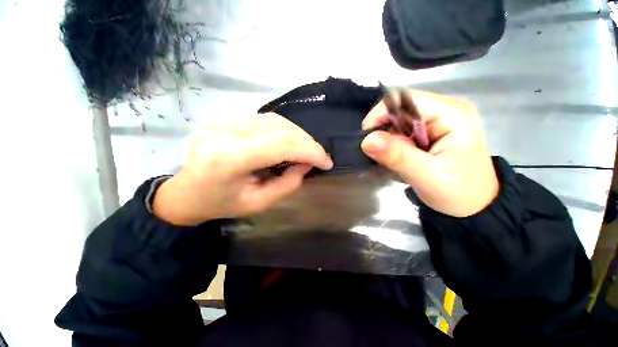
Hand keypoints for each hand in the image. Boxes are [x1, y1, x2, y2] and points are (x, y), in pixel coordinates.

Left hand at [153, 113, 332, 225]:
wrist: (185, 192)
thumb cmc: (220, 204)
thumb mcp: (257, 203)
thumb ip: (287, 184)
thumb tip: (306, 164)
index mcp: (229, 159)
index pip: (281, 144)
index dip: (310, 150)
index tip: (327, 162)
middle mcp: (225, 132)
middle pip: (280, 128)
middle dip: (307, 142)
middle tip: (319, 157)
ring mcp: (223, 120)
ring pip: (275, 120)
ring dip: (298, 135)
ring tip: (307, 151)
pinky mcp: (226, 118)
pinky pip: (265, 120)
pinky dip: (285, 131)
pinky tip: (290, 143)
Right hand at [361, 90, 497, 216]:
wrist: (475, 207)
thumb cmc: (459, 193)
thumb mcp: (426, 176)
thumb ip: (397, 156)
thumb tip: (367, 140)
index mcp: (450, 114)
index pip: (405, 100)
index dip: (380, 115)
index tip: (367, 139)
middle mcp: (443, 111)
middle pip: (400, 111)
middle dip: (384, 132)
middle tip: (379, 156)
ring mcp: (437, 122)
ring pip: (398, 123)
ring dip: (387, 142)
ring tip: (388, 162)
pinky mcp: (430, 134)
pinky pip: (402, 133)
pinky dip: (392, 147)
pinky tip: (395, 161)